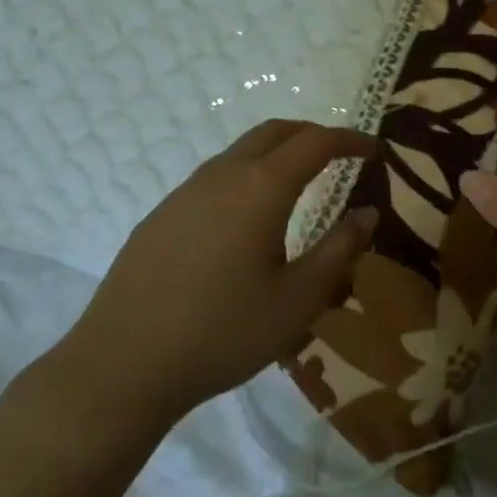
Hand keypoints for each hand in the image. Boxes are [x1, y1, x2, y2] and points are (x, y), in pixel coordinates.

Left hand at [49, 120, 378, 424]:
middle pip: (275, 132)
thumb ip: (340, 249)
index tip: (373, 149)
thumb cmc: (224, 331)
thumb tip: (368, 212)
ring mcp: (186, 191)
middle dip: (312, 134)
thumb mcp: (299, 299)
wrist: (123, 364)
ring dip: (277, 152)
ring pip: (241, 151)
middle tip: (340, 154)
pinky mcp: (161, 214)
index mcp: (262, 187)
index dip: (349, 140)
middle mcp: (224, 174)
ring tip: (298, 182)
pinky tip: (246, 218)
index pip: (316, 143)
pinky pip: (215, 176)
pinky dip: (247, 175)